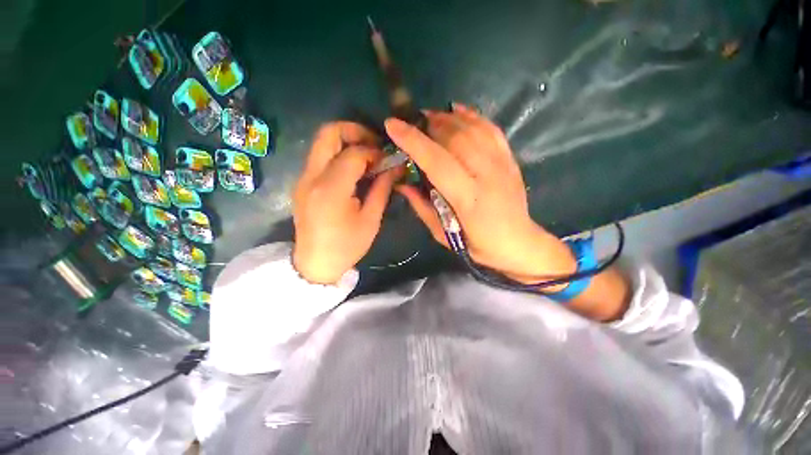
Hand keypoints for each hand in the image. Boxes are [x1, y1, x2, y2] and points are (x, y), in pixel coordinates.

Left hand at [292, 122, 400, 283]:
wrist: (314, 264)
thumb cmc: (346, 247)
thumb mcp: (370, 220)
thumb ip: (382, 189)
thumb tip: (395, 167)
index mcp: (331, 190)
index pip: (353, 154)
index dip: (374, 152)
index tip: (388, 160)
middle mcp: (312, 177)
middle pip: (328, 133)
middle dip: (355, 131)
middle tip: (374, 144)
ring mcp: (303, 178)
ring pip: (322, 142)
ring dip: (346, 141)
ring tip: (367, 155)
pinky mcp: (303, 182)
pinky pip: (320, 156)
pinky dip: (338, 153)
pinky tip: (354, 168)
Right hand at [385, 104, 575, 283]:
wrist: (517, 242)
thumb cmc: (477, 244)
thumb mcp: (442, 233)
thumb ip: (422, 206)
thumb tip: (402, 183)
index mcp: (467, 199)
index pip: (437, 162)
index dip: (413, 141)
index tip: (392, 125)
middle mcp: (487, 175)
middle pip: (455, 138)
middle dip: (428, 124)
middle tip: (410, 122)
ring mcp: (502, 164)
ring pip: (472, 129)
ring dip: (446, 118)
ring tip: (428, 117)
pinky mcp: (510, 158)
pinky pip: (490, 129)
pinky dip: (471, 116)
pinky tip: (456, 111)